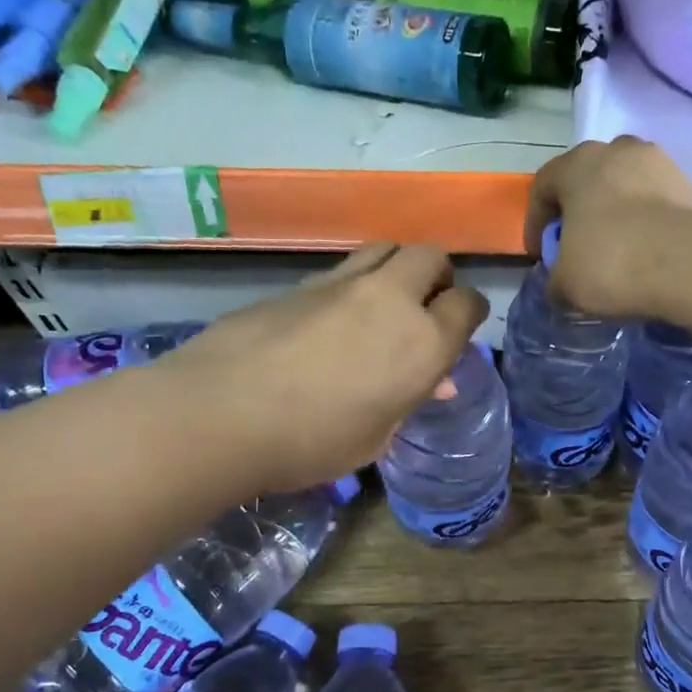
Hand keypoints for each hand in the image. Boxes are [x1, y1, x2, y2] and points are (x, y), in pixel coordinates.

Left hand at [156, 243, 487, 493]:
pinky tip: (334, 317)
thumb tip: (434, 382)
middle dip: (438, 276)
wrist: (222, 413)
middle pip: (431, 257)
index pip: (468, 304)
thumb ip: (409, 399)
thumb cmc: (312, 443)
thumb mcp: (376, 437)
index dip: (469, 313)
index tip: (459, 329)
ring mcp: (341, 283)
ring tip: (382, 303)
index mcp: (423, 343)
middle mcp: (391, 300)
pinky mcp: (299, 283)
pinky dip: (353, 283)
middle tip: (425, 307)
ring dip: (396, 268)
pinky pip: (342, 269)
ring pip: (386, 248)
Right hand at [525, 136, 691, 318]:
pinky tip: (647, 251)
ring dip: (615, 213)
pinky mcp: (690, 184)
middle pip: (586, 179)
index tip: (540, 254)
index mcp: (577, 164)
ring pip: (624, 186)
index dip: (535, 222)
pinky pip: (655, 201)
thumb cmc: (612, 264)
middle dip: (578, 211)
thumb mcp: (565, 285)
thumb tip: (559, 284)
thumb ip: (554, 281)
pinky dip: (646, 221)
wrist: (690, 264)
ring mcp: (659, 162)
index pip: (542, 186)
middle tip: (577, 247)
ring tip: (617, 249)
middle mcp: (617, 150)